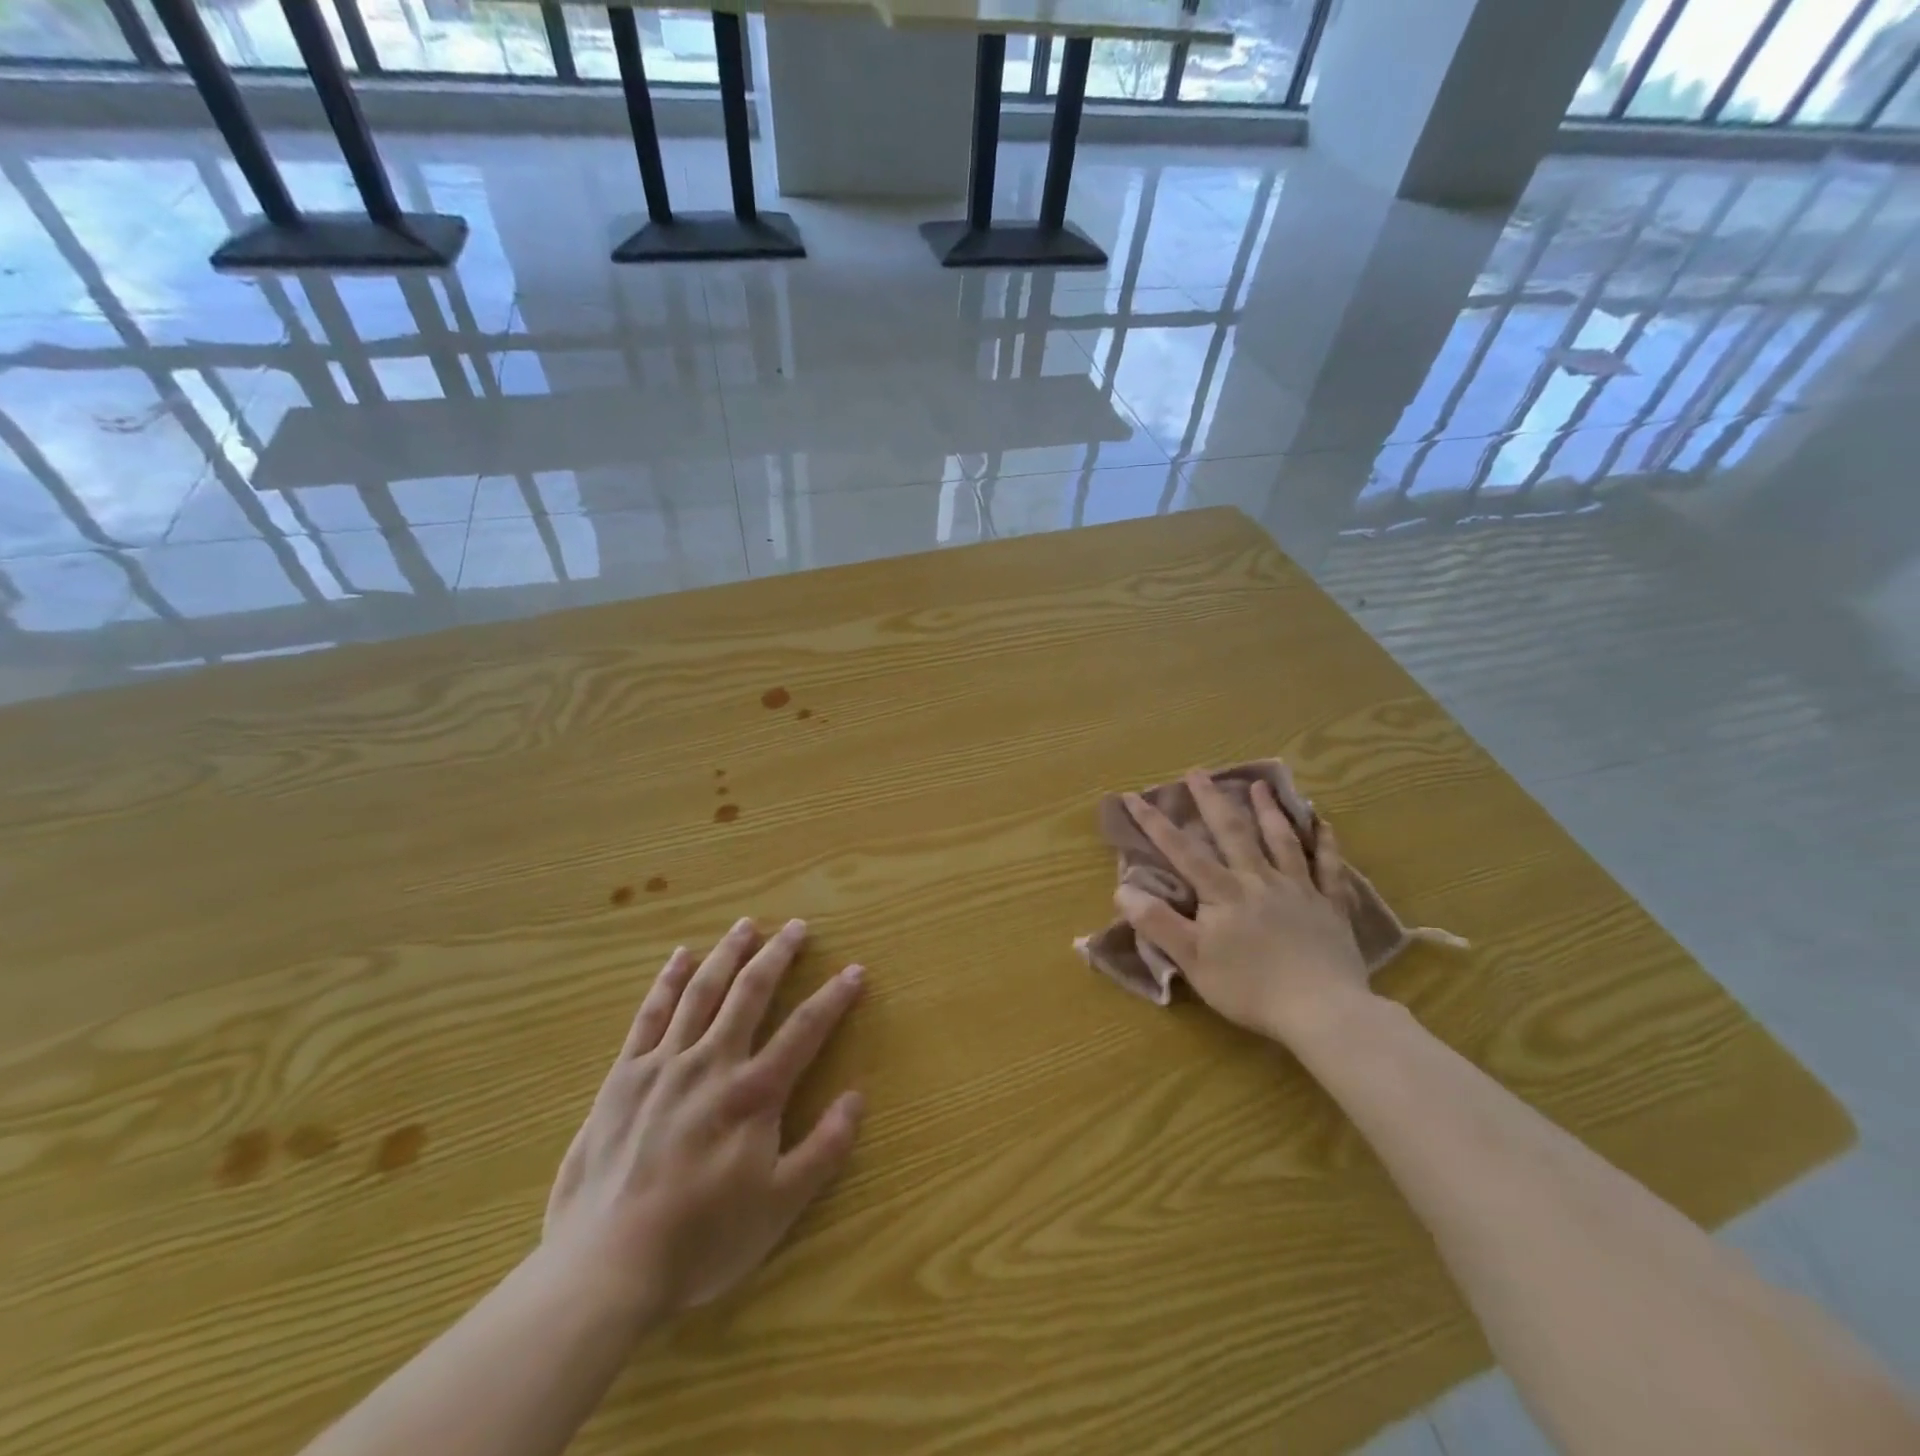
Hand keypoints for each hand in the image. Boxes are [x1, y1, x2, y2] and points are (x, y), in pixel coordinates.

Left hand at [540, 918, 864, 1322]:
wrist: (604, 1268)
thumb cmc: (700, 1241)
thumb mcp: (779, 1206)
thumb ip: (823, 1149)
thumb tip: (856, 1097)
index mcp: (754, 1093)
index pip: (805, 1029)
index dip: (834, 997)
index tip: (854, 970)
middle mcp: (712, 1063)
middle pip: (751, 992)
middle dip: (778, 955)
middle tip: (797, 926)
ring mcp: (664, 1064)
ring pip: (702, 991)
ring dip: (727, 953)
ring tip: (746, 925)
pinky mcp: (624, 1076)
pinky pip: (650, 1014)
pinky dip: (667, 980)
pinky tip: (680, 957)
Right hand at [1117, 773, 1370, 1046]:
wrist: (1323, 1011)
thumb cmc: (1250, 989)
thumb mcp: (1193, 960)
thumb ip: (1158, 923)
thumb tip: (1122, 890)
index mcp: (1224, 892)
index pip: (1182, 851)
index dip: (1155, 823)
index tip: (1133, 796)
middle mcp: (1259, 880)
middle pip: (1233, 832)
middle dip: (1211, 800)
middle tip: (1197, 772)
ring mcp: (1299, 889)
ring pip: (1281, 840)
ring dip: (1268, 810)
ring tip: (1258, 784)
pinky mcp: (1330, 906)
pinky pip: (1329, 867)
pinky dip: (1325, 843)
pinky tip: (1323, 824)